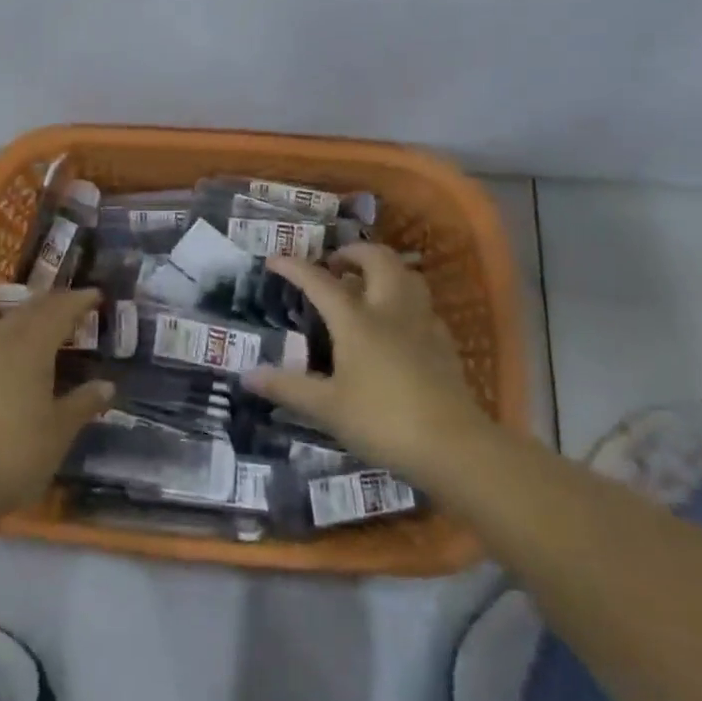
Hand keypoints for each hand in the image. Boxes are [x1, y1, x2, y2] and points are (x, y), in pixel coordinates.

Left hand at [0, 288, 114, 518]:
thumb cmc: (17, 452)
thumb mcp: (60, 430)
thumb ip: (83, 403)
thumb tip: (106, 385)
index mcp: (32, 348)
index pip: (58, 312)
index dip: (78, 301)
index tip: (97, 295)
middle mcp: (4, 342)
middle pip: (32, 310)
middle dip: (55, 301)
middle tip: (76, 303)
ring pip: (9, 320)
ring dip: (31, 312)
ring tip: (47, 318)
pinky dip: (12, 330)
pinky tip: (15, 345)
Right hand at [245, 244, 492, 484]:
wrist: (454, 447)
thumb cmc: (382, 422)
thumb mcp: (327, 408)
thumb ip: (287, 387)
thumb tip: (247, 375)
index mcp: (356, 320)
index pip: (320, 282)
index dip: (295, 268)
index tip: (275, 259)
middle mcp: (390, 310)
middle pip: (377, 260)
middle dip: (353, 252)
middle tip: (334, 264)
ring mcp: (422, 324)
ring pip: (407, 275)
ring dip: (384, 269)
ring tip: (365, 283)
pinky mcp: (444, 343)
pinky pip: (423, 304)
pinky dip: (405, 298)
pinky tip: (397, 321)